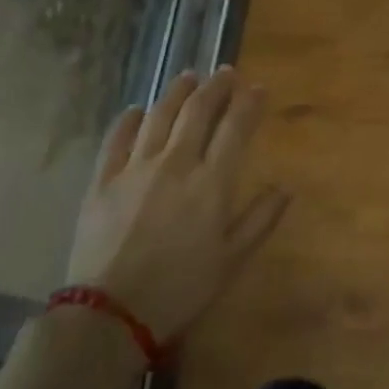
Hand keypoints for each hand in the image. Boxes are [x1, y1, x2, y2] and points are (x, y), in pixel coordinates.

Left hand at [66, 67, 286, 345]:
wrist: (110, 315)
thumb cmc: (181, 289)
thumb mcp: (232, 260)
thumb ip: (261, 219)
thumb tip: (286, 187)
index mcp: (211, 183)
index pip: (235, 128)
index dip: (249, 103)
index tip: (258, 87)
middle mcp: (176, 164)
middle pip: (198, 111)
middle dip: (216, 87)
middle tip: (226, 73)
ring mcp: (135, 168)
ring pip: (159, 115)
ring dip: (177, 91)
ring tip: (188, 77)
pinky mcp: (102, 181)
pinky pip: (117, 139)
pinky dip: (130, 119)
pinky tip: (138, 109)